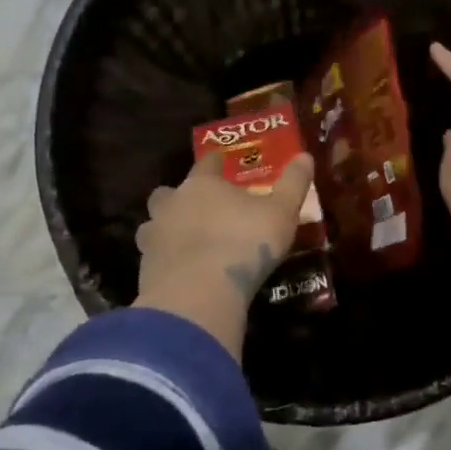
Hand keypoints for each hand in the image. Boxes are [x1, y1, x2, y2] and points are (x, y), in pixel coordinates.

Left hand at [133, 150, 316, 358]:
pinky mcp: (145, 269)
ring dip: (164, 229)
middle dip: (177, 197)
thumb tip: (305, 156)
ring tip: (183, 240)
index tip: (219, 160)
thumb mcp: (281, 212)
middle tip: (195, 207)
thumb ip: (293, 183)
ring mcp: (154, 237)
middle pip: (167, 193)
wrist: (198, 293)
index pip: (206, 164)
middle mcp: (172, 205)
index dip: (214, 161)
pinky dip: (164, 260)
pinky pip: (153, 257)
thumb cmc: (244, 243)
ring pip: (152, 225)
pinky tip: (179, 271)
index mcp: (202, 185)